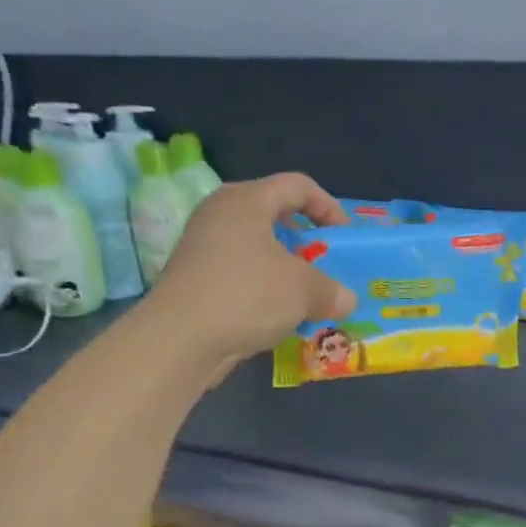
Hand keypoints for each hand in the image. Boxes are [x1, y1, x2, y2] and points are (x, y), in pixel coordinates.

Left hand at [145, 173, 356, 366]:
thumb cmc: (248, 295)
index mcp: (246, 200)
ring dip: (287, 270)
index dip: (328, 206)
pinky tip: (279, 316)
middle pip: (274, 215)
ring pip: (257, 248)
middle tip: (326, 265)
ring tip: (307, 296)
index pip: (297, 186)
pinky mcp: (195, 279)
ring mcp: (203, 247)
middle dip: (307, 241)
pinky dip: (264, 290)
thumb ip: (332, 290)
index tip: (345, 237)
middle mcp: (220, 215)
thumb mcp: (305, 291)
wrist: (179, 340)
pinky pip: (241, 275)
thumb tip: (346, 299)